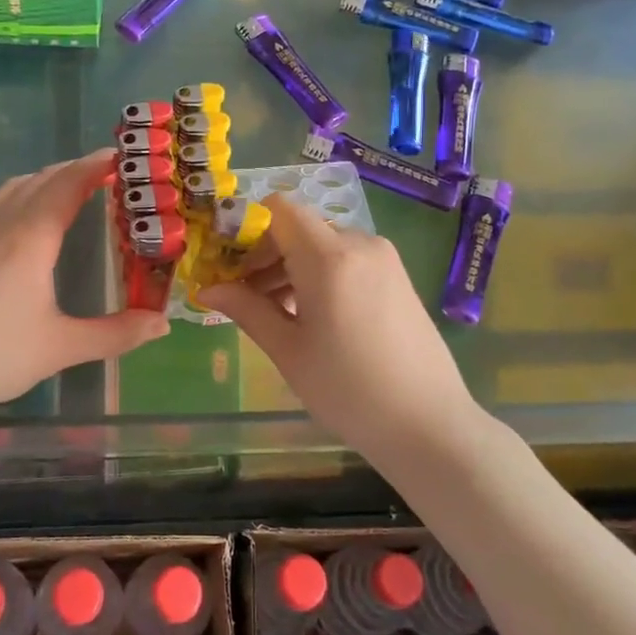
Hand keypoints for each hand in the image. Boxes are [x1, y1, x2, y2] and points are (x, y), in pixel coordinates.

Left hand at [0, 150, 169, 416]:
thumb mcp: (63, 347)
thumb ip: (117, 334)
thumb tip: (163, 325)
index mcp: (30, 238)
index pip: (68, 185)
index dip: (95, 167)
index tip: (121, 158)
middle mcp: (0, 224)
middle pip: (41, 179)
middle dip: (74, 170)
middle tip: (105, 175)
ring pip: (13, 188)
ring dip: (45, 179)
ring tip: (69, 189)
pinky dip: (19, 194)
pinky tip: (22, 218)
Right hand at [200, 196, 480, 456]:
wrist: (429, 425)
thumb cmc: (348, 389)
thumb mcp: (288, 350)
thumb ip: (246, 309)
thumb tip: (206, 289)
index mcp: (329, 257)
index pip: (279, 209)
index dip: (248, 229)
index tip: (229, 265)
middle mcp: (360, 244)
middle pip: (299, 228)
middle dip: (265, 254)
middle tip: (243, 296)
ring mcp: (384, 259)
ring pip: (323, 245)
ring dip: (291, 267)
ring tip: (274, 313)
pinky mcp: (397, 277)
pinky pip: (347, 260)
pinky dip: (320, 275)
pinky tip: (311, 317)